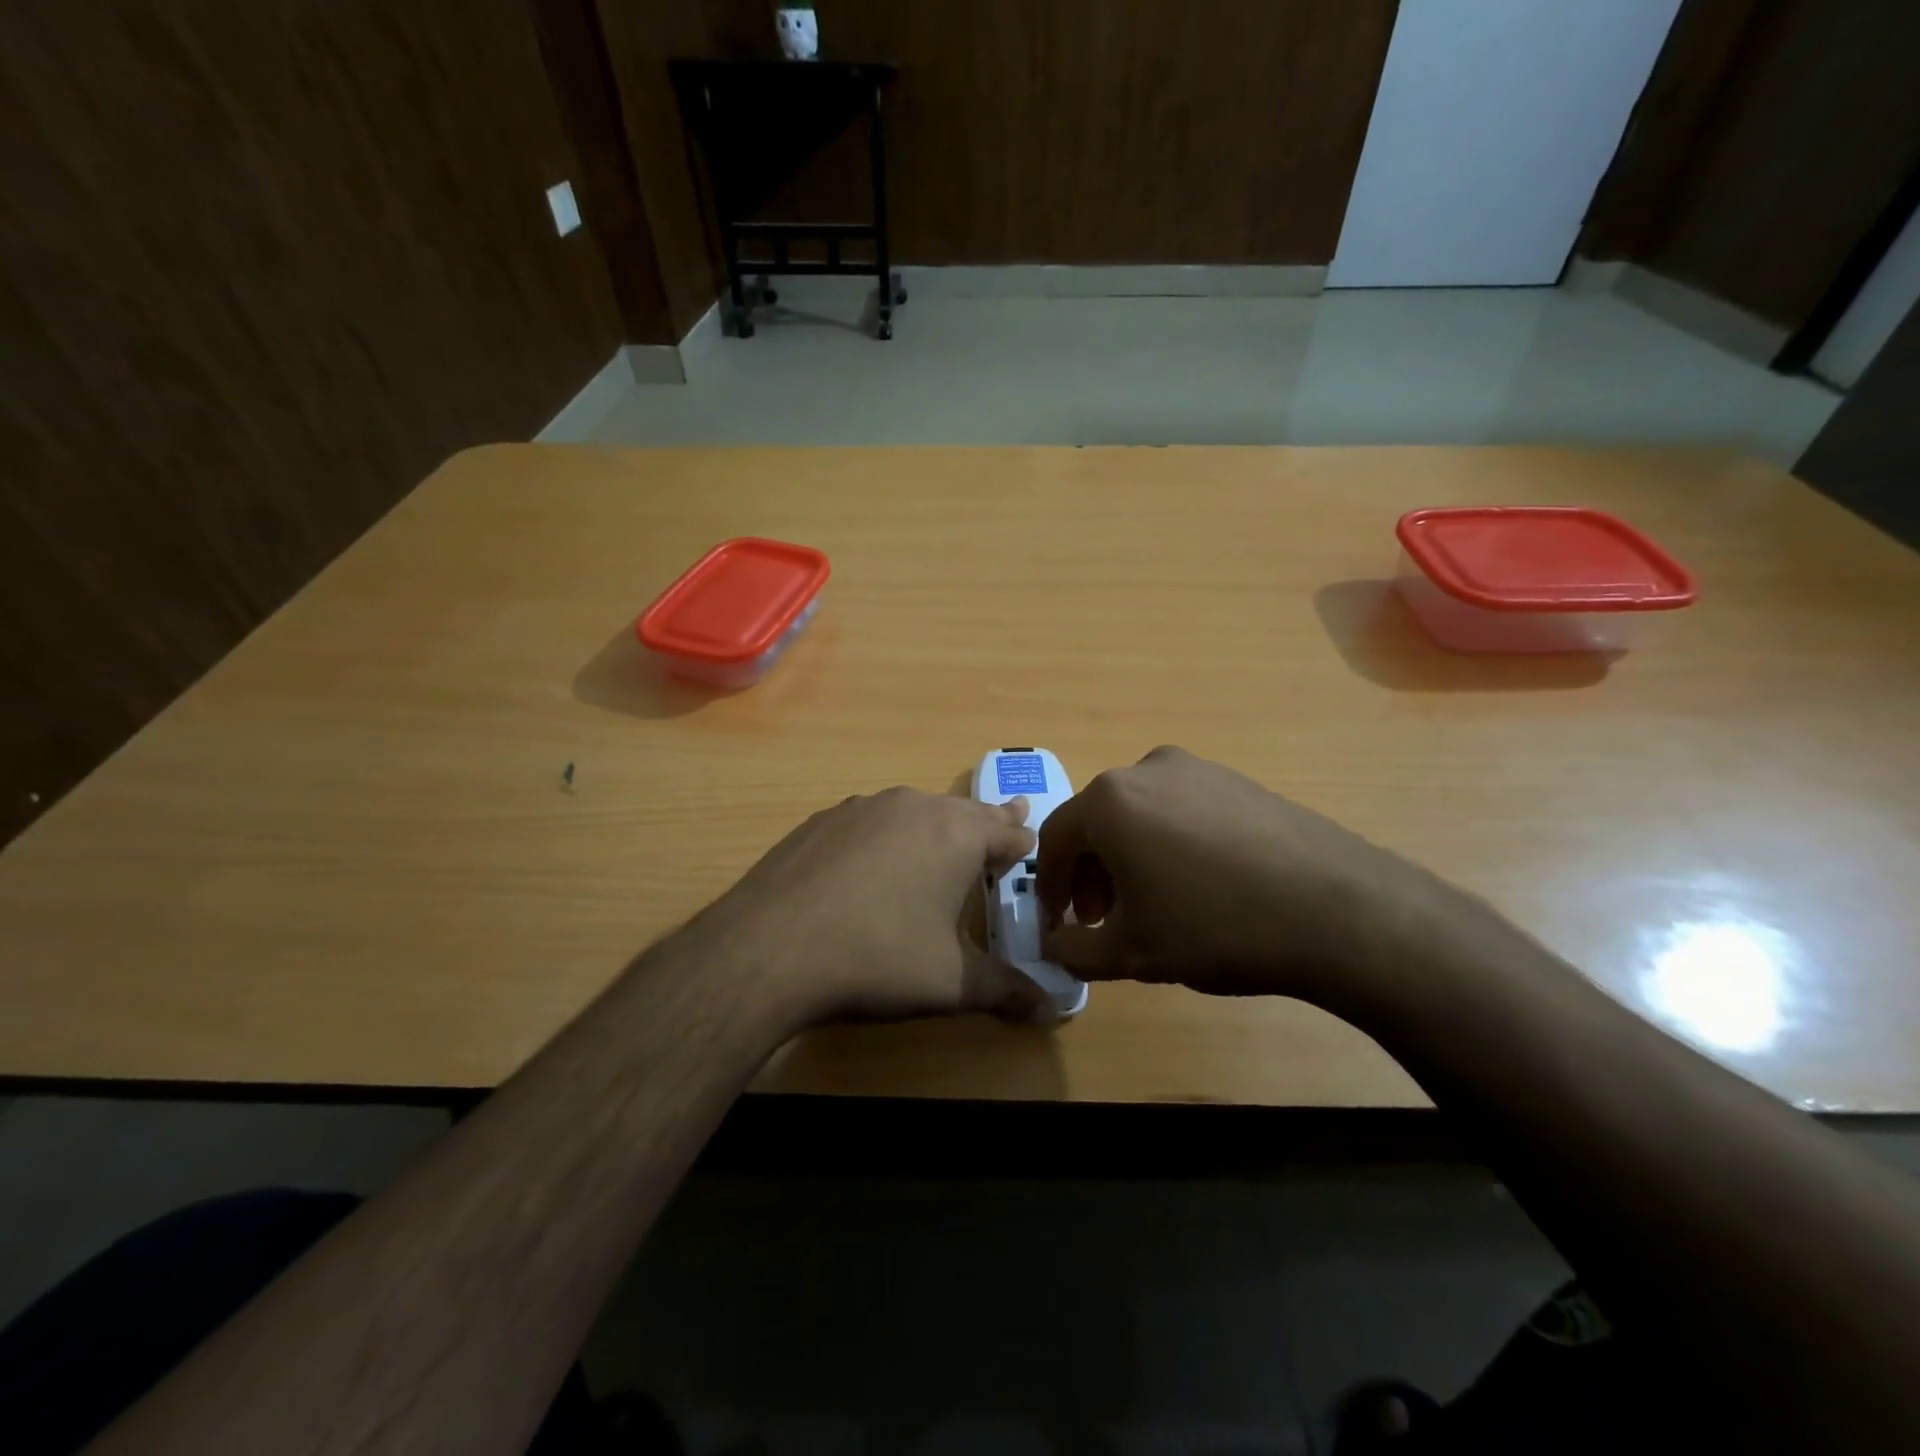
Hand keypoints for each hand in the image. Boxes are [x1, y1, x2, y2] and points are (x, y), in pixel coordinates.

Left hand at [688, 787, 1054, 1026]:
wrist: (768, 949)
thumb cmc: (878, 959)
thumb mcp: (952, 983)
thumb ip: (1008, 992)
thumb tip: (1055, 1012)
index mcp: (956, 834)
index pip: (1009, 833)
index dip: (1024, 845)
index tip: (1030, 850)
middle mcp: (914, 806)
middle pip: (965, 811)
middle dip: (988, 823)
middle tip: (1008, 818)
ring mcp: (862, 808)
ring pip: (916, 810)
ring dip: (936, 826)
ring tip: (942, 842)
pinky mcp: (821, 820)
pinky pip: (872, 821)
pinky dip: (887, 835)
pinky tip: (873, 865)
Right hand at [1036, 746, 1455, 1000]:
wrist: (1336, 910)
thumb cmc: (1214, 927)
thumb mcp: (1132, 953)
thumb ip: (1076, 950)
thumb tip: (1056, 946)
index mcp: (1109, 801)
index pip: (1054, 839)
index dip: (1049, 886)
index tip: (1057, 923)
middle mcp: (1146, 770)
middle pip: (1097, 822)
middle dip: (1091, 874)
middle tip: (1104, 920)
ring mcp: (1198, 770)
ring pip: (1140, 815)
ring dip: (1130, 858)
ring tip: (1152, 905)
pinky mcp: (1238, 781)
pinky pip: (1182, 810)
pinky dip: (1169, 844)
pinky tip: (1199, 886)